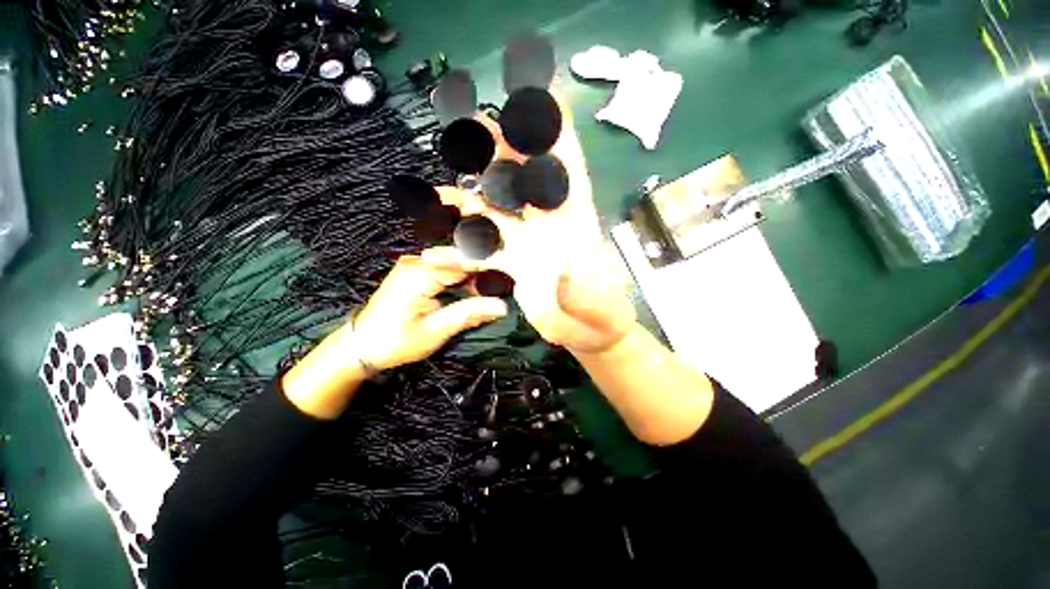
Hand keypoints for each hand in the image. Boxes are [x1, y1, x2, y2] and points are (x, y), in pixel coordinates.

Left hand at [351, 251, 508, 370]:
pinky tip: (469, 290)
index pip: (466, 262)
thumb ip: (469, 313)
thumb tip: (502, 306)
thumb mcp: (436, 331)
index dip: (490, 269)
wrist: (360, 345)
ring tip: (488, 290)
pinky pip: (443, 267)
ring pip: (453, 262)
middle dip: (482, 272)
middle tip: (501, 287)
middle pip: (460, 258)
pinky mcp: (413, 271)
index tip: (510, 279)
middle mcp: (417, 261)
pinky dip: (459, 278)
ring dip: (471, 275)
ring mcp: (413, 264)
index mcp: (421, 273)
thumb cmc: (396, 341)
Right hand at [429, 91, 635, 354]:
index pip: (566, 172)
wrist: (590, 333)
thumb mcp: (597, 303)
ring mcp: (528, 245)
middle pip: (524, 181)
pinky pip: (483, 252)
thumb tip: (564, 264)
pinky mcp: (515, 265)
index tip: (541, 96)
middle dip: (503, 150)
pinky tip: (436, 250)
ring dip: (471, 195)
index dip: (555, 135)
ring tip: (444, 180)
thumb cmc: (601, 317)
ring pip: (496, 212)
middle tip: (475, 123)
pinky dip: (460, 250)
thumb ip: (581, 285)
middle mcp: (549, 228)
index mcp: (576, 225)